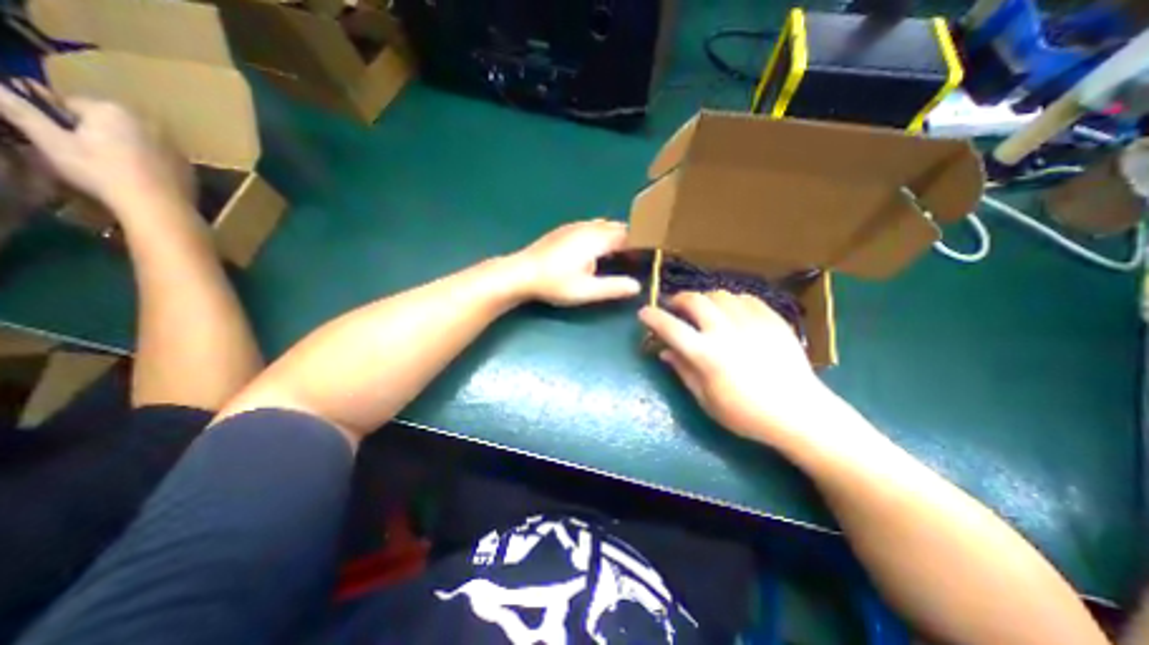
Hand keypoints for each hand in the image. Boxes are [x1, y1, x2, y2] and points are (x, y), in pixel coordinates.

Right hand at [1, 81, 188, 212]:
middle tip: (88, 157)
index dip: (59, 121)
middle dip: (95, 134)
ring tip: (115, 170)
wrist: (161, 206)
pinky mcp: (189, 166)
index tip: (60, 141)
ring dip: (124, 149)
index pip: (71, 104)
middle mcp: (151, 123)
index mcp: (113, 110)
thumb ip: (20, 112)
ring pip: (137, 141)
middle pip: (109, 123)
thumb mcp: (51, 141)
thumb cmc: (102, 172)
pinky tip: (141, 180)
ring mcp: (175, 146)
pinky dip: (149, 165)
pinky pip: (160, 159)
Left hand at [513, 221, 640, 307]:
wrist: (521, 273)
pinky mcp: (565, 230)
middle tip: (637, 259)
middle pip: (618, 227)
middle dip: (631, 240)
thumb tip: (637, 286)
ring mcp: (575, 226)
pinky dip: (602, 236)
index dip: (642, 244)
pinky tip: (597, 251)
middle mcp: (588, 227)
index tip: (650, 257)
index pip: (629, 235)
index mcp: (597, 238)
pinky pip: (592, 227)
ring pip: (604, 226)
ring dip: (616, 237)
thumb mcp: (586, 290)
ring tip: (621, 256)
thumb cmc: (554, 283)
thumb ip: (613, 287)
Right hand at [638, 290, 836, 444]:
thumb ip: (683, 370)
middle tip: (674, 306)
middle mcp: (726, 331)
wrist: (800, 413)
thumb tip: (664, 351)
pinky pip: (745, 298)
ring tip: (703, 310)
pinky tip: (731, 313)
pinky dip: (731, 301)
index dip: (653, 317)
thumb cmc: (746, 414)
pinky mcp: (772, 319)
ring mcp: (751, 322)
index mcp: (706, 355)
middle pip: (694, 300)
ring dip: (704, 299)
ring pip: (720, 294)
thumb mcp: (706, 399)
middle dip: (678, 299)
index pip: (671, 327)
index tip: (644, 312)